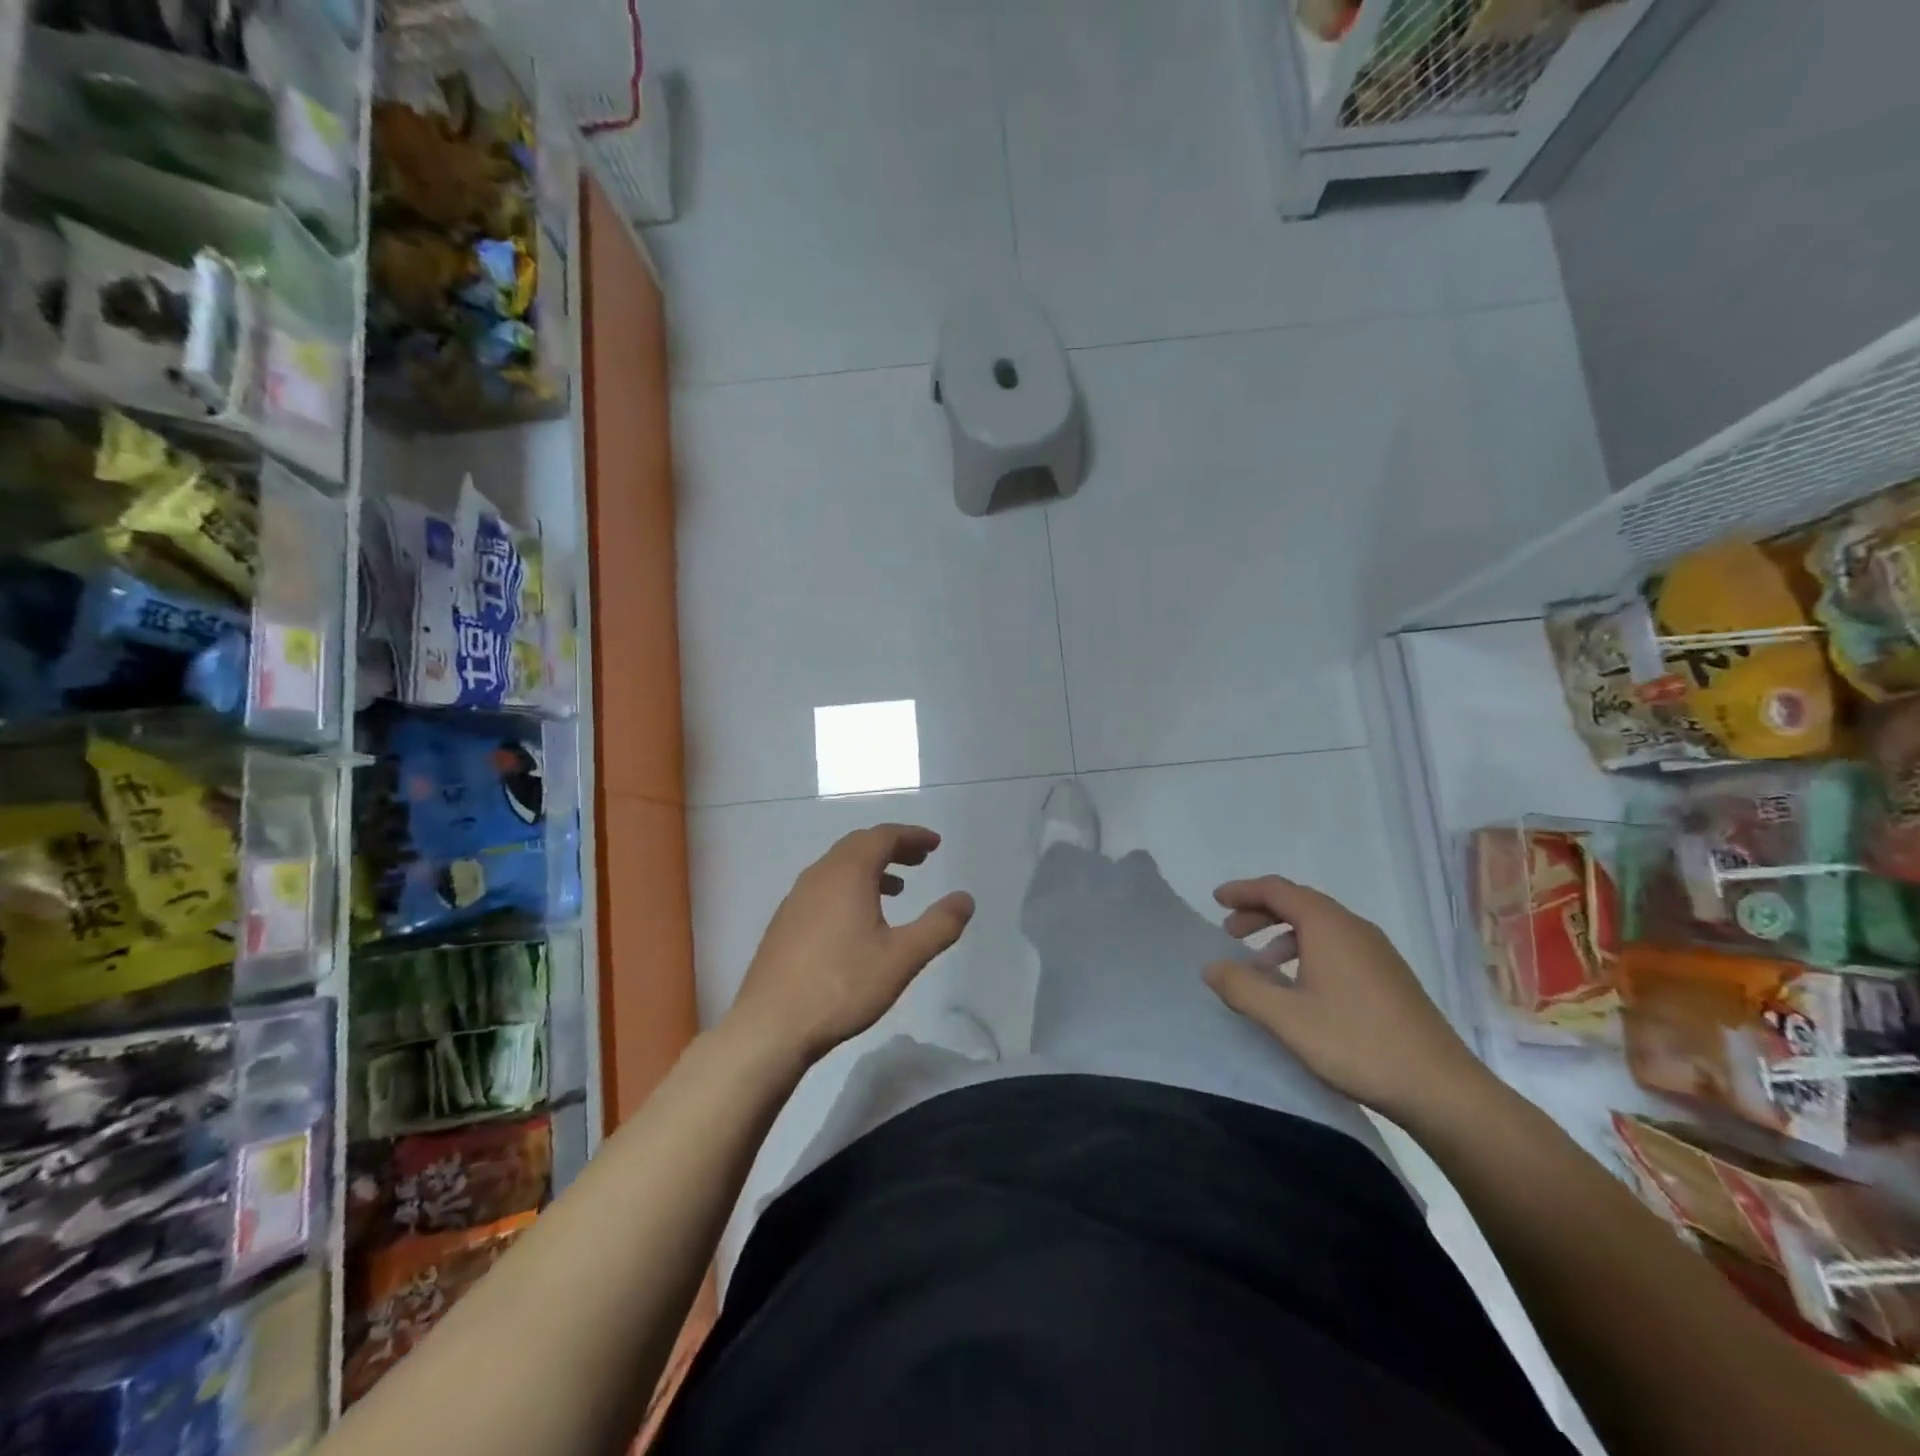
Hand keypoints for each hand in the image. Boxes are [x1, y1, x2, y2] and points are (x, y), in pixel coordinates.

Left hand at [724, 824, 974, 1065]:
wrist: (770, 1026)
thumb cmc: (841, 986)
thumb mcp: (901, 958)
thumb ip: (938, 926)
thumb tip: (965, 899)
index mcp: (847, 874)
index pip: (883, 836)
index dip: (912, 836)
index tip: (935, 844)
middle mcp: (818, 875)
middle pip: (859, 845)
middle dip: (893, 847)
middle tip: (920, 859)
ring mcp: (796, 898)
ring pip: (839, 867)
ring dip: (871, 868)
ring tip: (897, 889)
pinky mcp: (785, 922)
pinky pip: (824, 887)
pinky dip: (849, 887)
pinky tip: (858, 920)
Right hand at [1201, 875, 1487, 1120]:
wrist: (1442, 1089)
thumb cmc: (1357, 1044)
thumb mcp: (1286, 1018)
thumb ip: (1242, 987)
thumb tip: (1211, 966)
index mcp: (1329, 926)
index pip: (1278, 890)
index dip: (1243, 891)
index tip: (1216, 900)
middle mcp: (1354, 929)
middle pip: (1299, 903)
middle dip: (1260, 912)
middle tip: (1230, 932)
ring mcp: (1377, 952)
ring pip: (1320, 927)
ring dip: (1283, 935)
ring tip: (1259, 964)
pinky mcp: (1389, 977)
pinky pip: (1337, 946)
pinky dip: (1307, 952)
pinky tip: (1300, 988)